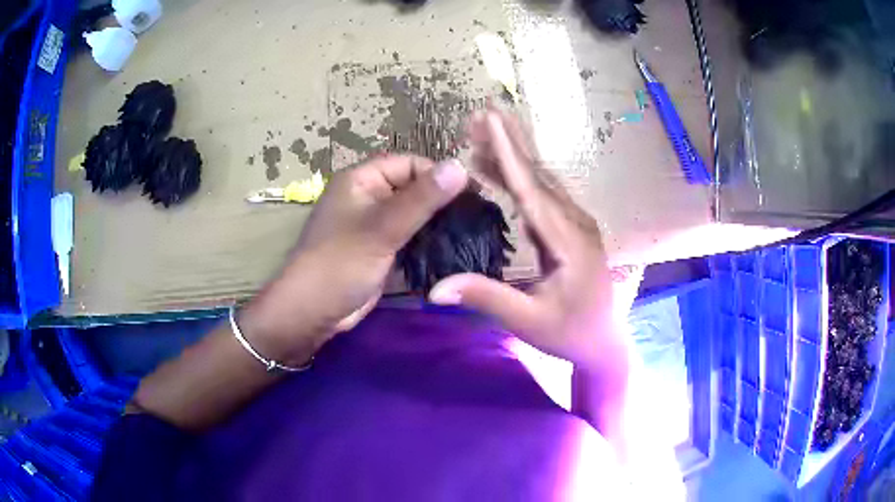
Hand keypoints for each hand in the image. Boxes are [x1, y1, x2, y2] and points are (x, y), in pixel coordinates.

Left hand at [241, 155, 467, 364]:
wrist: (313, 312)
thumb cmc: (341, 263)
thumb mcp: (382, 227)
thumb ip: (422, 198)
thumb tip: (461, 166)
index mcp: (362, 180)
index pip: (410, 163)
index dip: (439, 174)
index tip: (473, 193)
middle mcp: (368, 196)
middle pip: (413, 188)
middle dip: (442, 200)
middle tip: (478, 216)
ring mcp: (374, 225)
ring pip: (413, 214)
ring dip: (438, 223)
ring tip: (472, 232)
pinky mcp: (380, 249)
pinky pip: (409, 237)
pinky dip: (428, 241)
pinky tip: (453, 249)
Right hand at [429, 110, 621, 369]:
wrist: (604, 341)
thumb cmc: (569, 333)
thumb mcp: (527, 321)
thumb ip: (485, 298)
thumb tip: (435, 288)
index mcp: (568, 240)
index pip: (531, 189)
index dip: (508, 152)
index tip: (489, 119)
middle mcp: (575, 222)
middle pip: (539, 173)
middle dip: (510, 140)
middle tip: (481, 112)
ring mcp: (576, 223)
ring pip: (542, 180)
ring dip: (513, 154)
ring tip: (481, 132)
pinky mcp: (571, 228)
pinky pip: (542, 195)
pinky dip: (518, 177)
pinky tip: (497, 169)